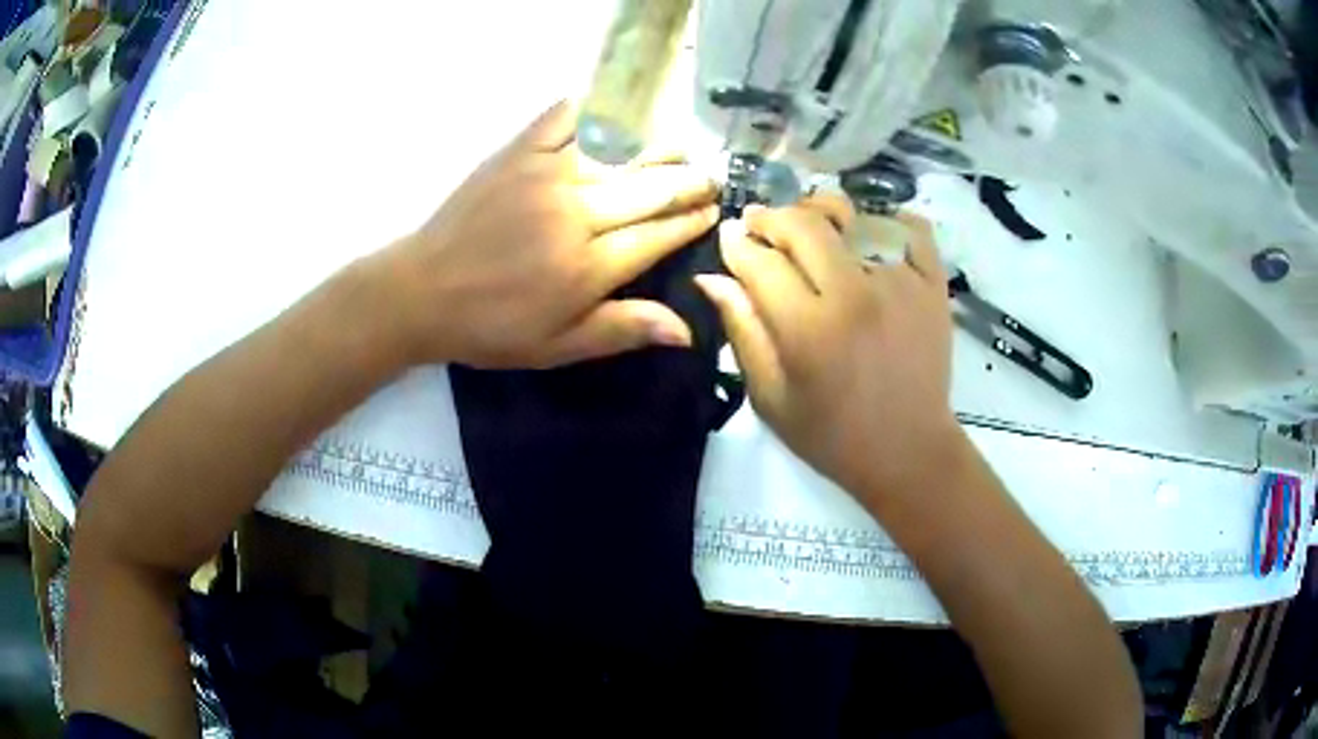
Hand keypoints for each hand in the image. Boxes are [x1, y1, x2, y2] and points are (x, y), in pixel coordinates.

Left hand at [366, 101, 718, 368]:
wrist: (422, 292)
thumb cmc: (491, 327)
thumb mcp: (557, 347)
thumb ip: (622, 330)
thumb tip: (688, 330)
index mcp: (588, 266)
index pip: (658, 235)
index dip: (691, 222)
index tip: (713, 211)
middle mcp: (577, 213)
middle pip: (650, 189)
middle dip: (688, 183)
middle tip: (709, 177)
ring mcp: (546, 176)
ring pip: (620, 153)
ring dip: (656, 148)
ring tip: (678, 148)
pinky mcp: (517, 153)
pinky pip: (564, 119)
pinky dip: (592, 109)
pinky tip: (612, 109)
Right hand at [696, 197, 962, 509]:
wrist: (909, 451)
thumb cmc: (833, 435)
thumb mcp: (771, 398)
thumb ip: (743, 332)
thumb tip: (714, 278)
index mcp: (809, 328)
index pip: (760, 261)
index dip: (736, 244)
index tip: (729, 239)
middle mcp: (855, 293)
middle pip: (804, 223)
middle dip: (771, 217)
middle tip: (760, 225)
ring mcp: (901, 282)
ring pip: (854, 216)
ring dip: (822, 212)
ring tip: (811, 224)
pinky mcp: (933, 284)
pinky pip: (910, 228)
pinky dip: (886, 220)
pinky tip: (868, 232)